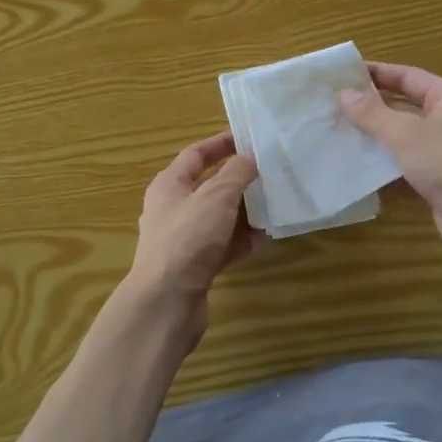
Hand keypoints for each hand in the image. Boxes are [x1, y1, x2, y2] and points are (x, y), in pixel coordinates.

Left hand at [126, 132, 261, 349]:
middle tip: (270, 173)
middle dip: (239, 180)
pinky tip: (265, 239)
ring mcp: (183, 239)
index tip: (249, 139)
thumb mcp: (216, 197)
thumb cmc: (188, 239)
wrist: (166, 302)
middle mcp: (173, 208)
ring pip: (219, 217)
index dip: (221, 144)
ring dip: (245, 212)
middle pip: (209, 186)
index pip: (196, 154)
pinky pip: (223, 245)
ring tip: (275, 204)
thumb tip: (250, 158)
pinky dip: (242, 241)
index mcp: (169, 185)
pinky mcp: (195, 265)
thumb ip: (236, 173)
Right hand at [339, 63, 441, 265]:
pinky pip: (404, 166)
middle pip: (403, 106)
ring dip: (373, 138)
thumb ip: (372, 113)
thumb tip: (343, 93)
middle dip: (369, 107)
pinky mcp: (438, 179)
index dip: (375, 73)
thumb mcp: (405, 133)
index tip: (342, 73)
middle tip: (332, 104)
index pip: (406, 76)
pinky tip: (354, 168)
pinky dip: (383, 167)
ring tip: (335, 134)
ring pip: (402, 138)